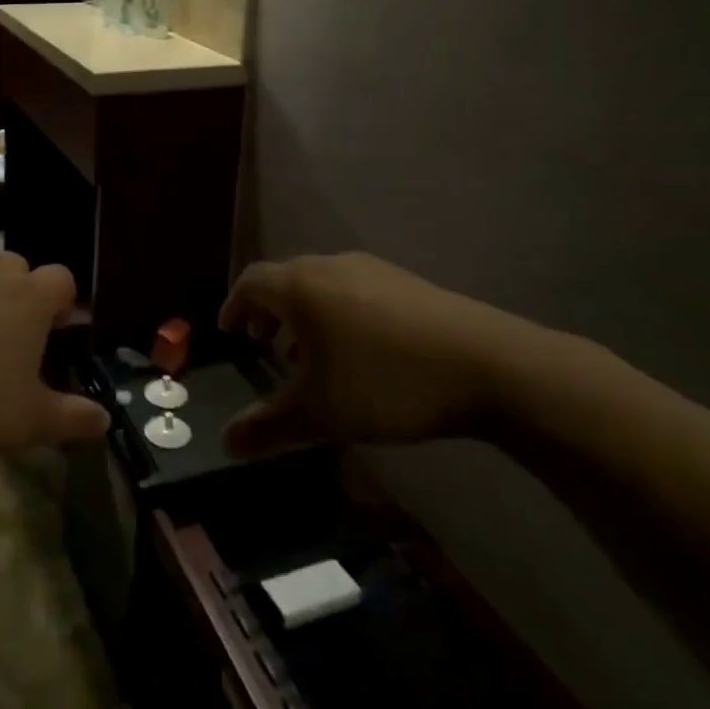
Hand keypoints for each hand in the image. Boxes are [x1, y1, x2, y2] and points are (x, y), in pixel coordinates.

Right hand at [219, 253, 561, 456]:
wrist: (485, 364)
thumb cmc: (384, 382)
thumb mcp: (320, 413)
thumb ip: (267, 426)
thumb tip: (224, 442)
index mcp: (300, 286)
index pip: (250, 282)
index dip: (233, 306)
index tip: (229, 332)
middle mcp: (330, 266)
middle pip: (284, 279)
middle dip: (267, 312)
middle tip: (263, 346)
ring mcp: (371, 269)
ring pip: (320, 284)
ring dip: (303, 314)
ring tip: (309, 355)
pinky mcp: (404, 281)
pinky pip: (351, 289)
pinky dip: (335, 313)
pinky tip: (357, 352)